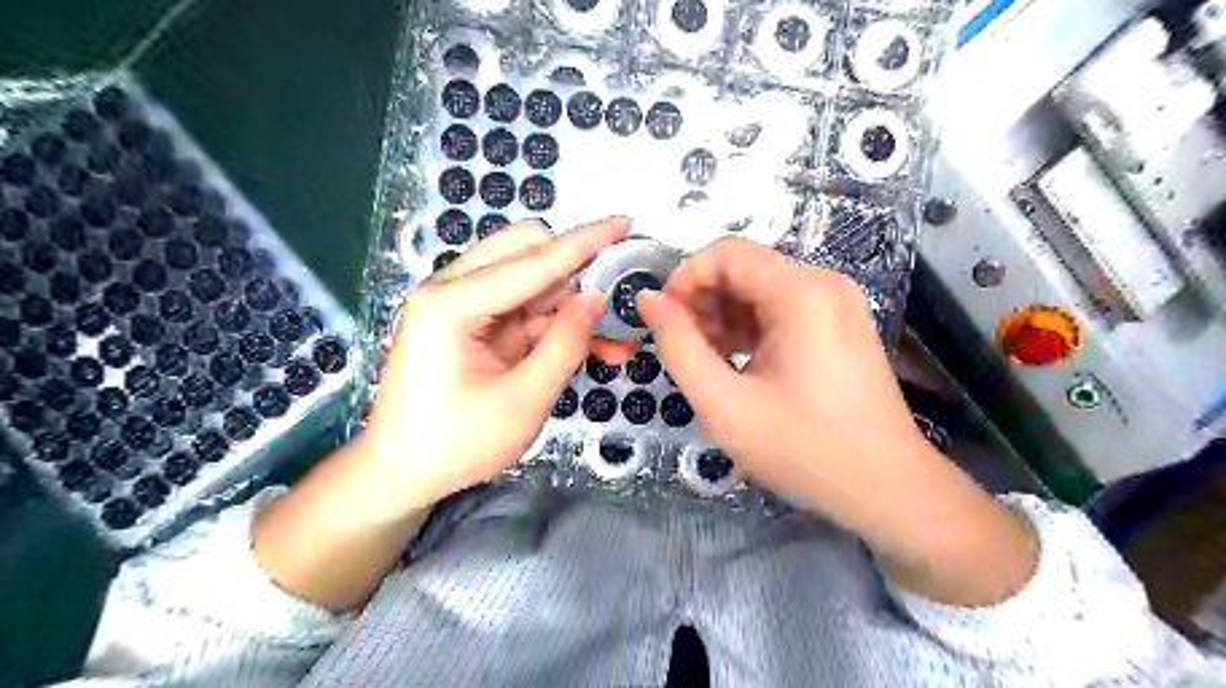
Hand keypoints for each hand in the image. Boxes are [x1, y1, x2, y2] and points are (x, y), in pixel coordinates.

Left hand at [361, 219, 632, 520]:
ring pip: (530, 279)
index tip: (623, 223)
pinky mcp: (472, 323)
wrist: (401, 474)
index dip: (584, 242)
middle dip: (574, 271)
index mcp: (452, 304)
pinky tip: (592, 345)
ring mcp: (460, 304)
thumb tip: (597, 296)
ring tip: (612, 339)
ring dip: (571, 302)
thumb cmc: (455, 445)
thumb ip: (564, 344)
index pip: (533, 261)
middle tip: (613, 301)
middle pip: (525, 251)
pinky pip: (525, 308)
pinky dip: (557, 323)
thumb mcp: (522, 401)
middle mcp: (451, 290)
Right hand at [642, 236, 1032, 608]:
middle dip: (703, 302)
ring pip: (759, 288)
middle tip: (685, 350)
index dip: (684, 279)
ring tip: (710, 363)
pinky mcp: (838, 323)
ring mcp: (836, 303)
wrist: (887, 488)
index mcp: (801, 292)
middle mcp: (823, 283)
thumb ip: (678, 346)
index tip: (664, 322)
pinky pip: (780, 308)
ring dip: (724, 317)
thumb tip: (649, 300)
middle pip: (743, 268)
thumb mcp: (724, 405)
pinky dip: (749, 328)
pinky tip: (738, 365)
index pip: (725, 252)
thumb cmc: (805, 450)